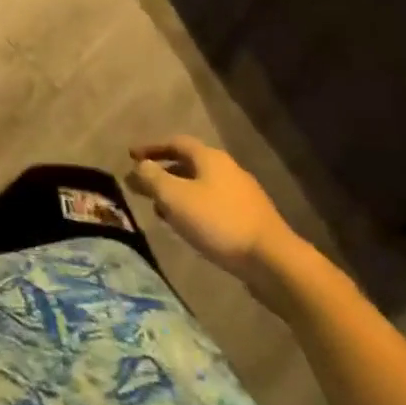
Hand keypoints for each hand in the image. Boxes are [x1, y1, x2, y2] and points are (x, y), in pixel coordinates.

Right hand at [127, 137, 297, 284]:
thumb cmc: (219, 222)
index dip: (151, 148)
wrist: (275, 262)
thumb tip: (139, 166)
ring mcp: (243, 195)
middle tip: (143, 185)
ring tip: (160, 210)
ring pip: (201, 186)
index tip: (131, 157)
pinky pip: (214, 206)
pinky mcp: (251, 220)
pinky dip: (194, 209)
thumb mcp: (175, 197)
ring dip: (178, 194)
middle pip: (189, 164)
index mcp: (210, 158)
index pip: (175, 142)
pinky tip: (188, 227)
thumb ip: (152, 178)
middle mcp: (228, 170)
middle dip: (163, 173)